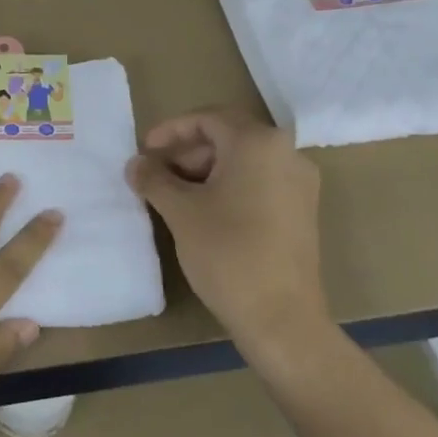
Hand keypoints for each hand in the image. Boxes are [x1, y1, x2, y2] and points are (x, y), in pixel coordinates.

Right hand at [125, 109, 335, 371]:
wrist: (281, 317)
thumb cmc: (227, 253)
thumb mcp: (181, 211)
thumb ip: (154, 179)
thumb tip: (135, 163)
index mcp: (258, 143)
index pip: (207, 119)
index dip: (170, 130)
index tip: (143, 150)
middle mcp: (287, 152)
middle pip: (228, 136)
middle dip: (187, 150)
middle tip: (156, 173)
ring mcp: (300, 182)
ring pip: (244, 160)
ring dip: (206, 169)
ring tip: (174, 194)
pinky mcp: (302, 210)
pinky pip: (260, 181)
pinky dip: (229, 185)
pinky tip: (204, 211)